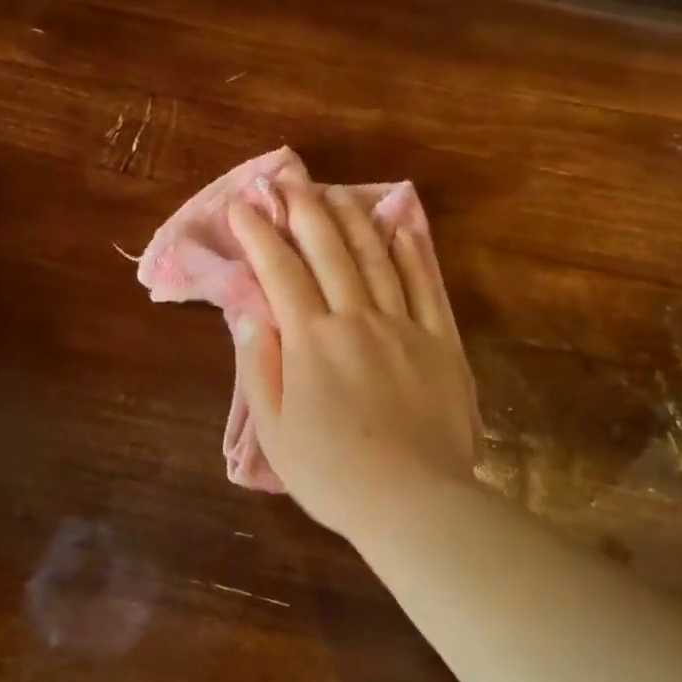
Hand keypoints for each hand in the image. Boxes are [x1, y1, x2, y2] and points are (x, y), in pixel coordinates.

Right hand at [227, 183, 480, 535]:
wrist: (411, 501)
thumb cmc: (332, 472)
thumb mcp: (275, 429)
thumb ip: (258, 365)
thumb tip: (249, 311)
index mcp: (310, 340)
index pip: (279, 271)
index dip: (258, 234)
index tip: (241, 205)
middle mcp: (356, 319)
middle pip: (328, 250)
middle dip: (303, 210)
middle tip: (285, 180)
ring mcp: (403, 326)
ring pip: (375, 258)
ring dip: (351, 219)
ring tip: (333, 191)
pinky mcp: (439, 342)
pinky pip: (425, 287)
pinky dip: (412, 252)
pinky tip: (400, 227)